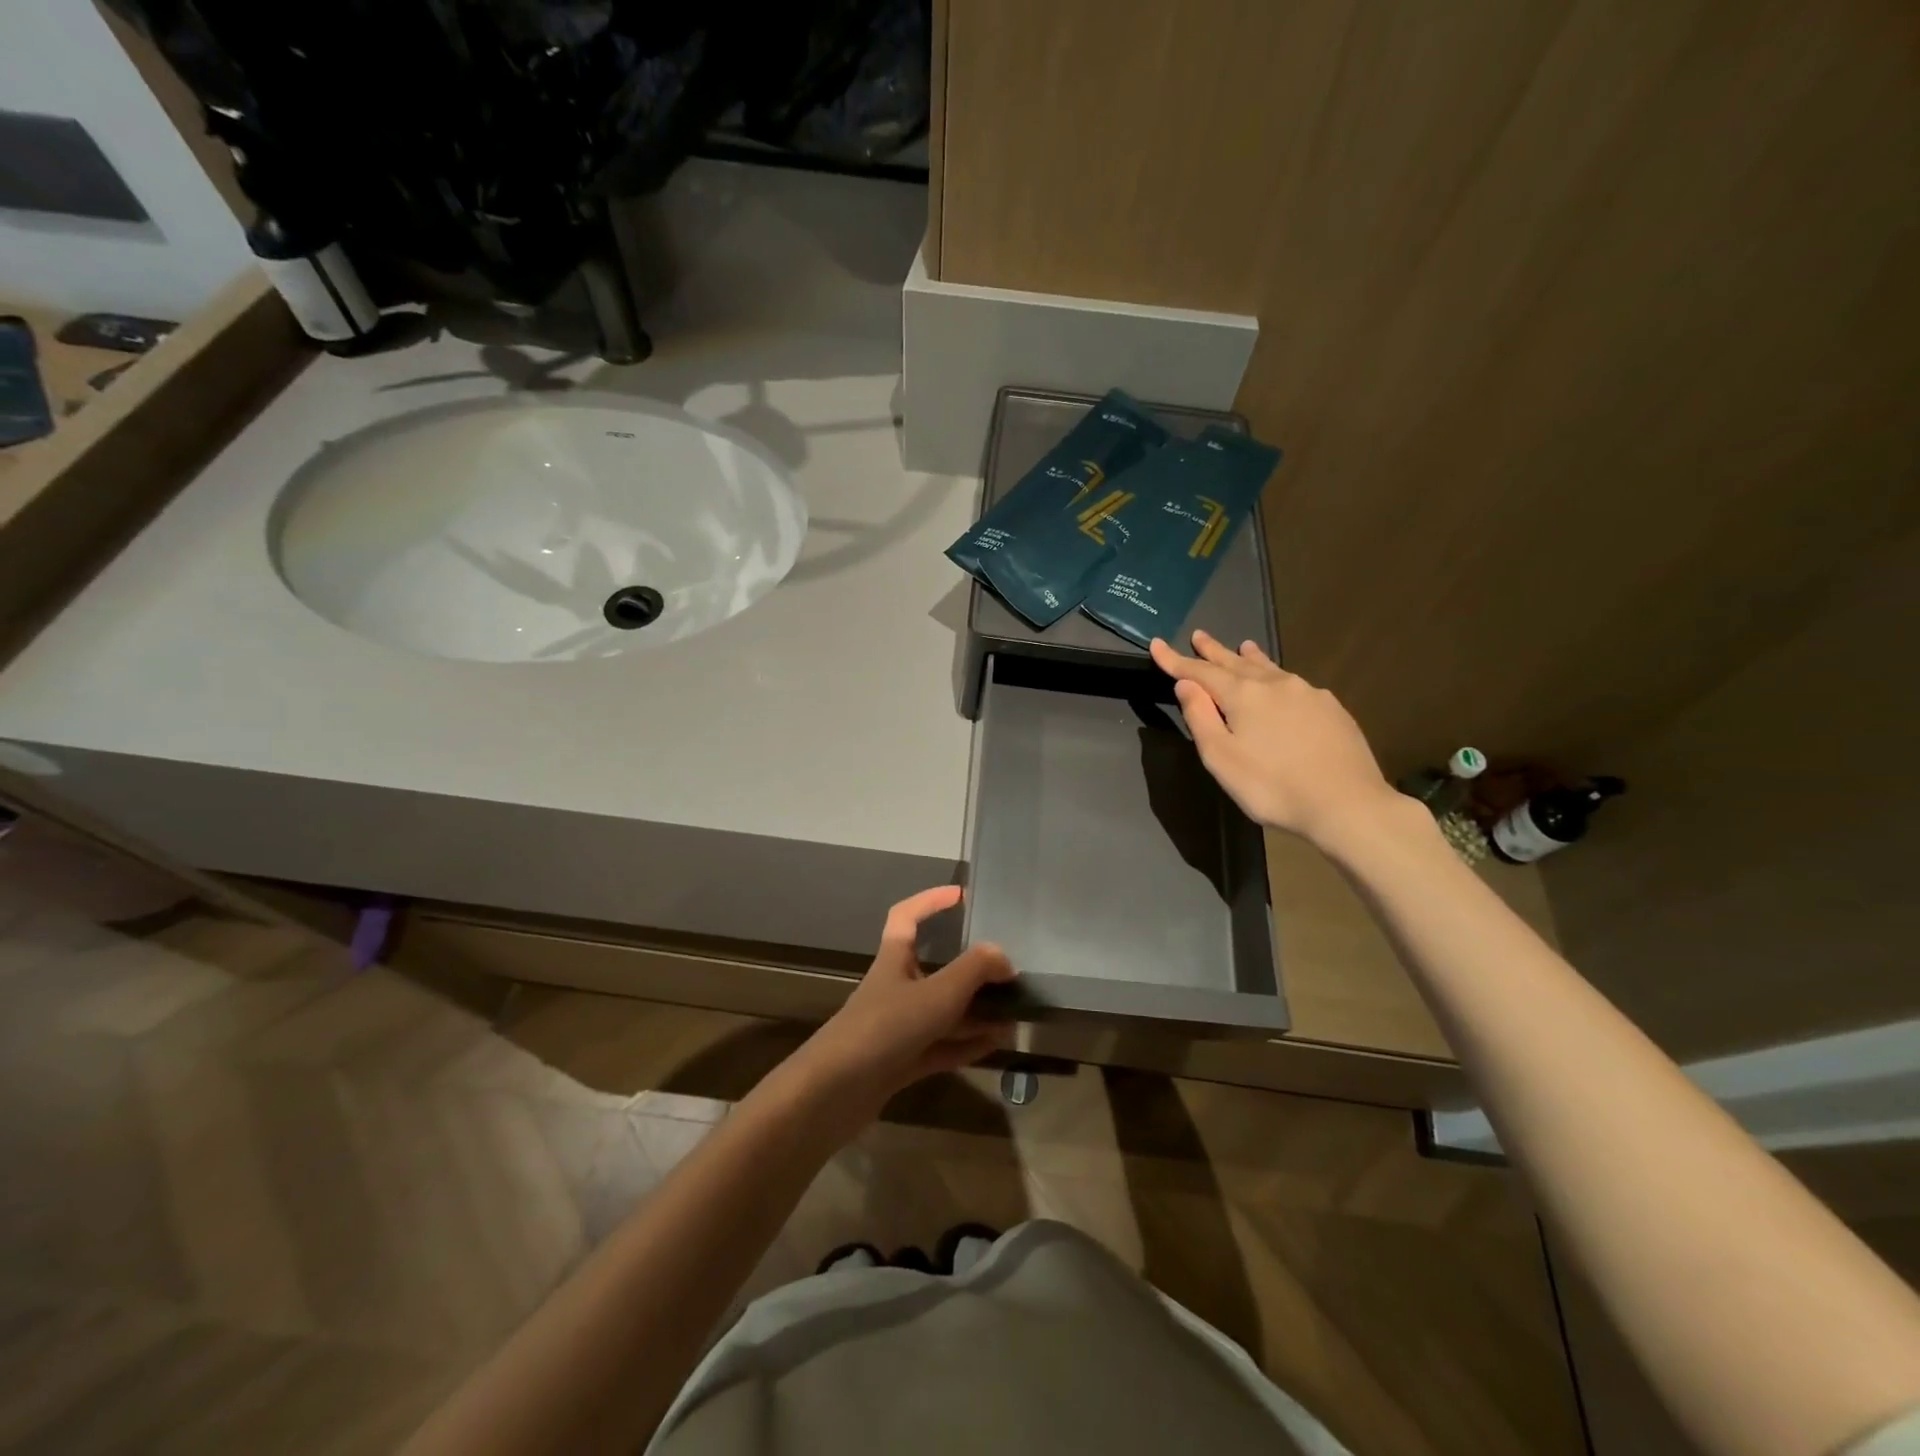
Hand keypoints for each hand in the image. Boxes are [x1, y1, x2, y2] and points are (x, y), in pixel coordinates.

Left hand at [783, 886, 1014, 1127]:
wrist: (835, 1093)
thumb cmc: (885, 1027)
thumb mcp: (937, 994)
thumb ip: (974, 971)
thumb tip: (1003, 956)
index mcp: (894, 959)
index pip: (907, 917)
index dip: (931, 901)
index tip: (961, 896)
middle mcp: (896, 988)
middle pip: (935, 969)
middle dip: (971, 969)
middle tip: (1007, 971)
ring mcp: (897, 1028)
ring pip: (943, 1012)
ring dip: (976, 1011)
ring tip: (1014, 1012)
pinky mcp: (901, 1063)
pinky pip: (942, 1046)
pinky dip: (967, 1043)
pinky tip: (997, 1043)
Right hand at [1150, 629, 1404, 850]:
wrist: (1347, 804)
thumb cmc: (1272, 786)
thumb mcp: (1221, 758)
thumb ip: (1200, 717)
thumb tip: (1186, 684)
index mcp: (1243, 695)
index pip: (1200, 671)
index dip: (1176, 660)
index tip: (1156, 644)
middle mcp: (1275, 684)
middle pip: (1236, 662)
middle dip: (1213, 651)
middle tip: (1198, 635)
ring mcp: (1307, 693)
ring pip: (1269, 668)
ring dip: (1248, 658)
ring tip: (1242, 646)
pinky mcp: (1331, 708)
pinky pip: (1293, 683)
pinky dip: (1276, 674)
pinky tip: (1281, 682)